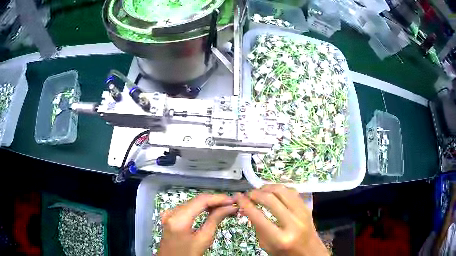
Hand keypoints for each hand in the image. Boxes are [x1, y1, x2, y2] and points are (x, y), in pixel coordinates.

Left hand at [157, 194, 237, 255]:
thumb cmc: (188, 254)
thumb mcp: (204, 239)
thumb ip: (215, 220)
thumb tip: (230, 207)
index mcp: (179, 219)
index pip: (201, 201)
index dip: (218, 198)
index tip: (232, 200)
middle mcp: (172, 212)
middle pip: (196, 200)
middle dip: (215, 201)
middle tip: (231, 203)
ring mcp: (169, 213)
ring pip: (193, 203)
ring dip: (209, 204)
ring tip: (225, 206)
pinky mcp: (170, 216)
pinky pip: (188, 208)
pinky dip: (200, 208)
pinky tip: (211, 210)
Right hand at [235, 185, 328, 255]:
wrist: (310, 253)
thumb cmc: (285, 253)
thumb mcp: (267, 246)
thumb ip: (257, 228)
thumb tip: (248, 208)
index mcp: (280, 238)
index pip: (258, 217)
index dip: (245, 204)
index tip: (238, 197)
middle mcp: (293, 223)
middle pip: (271, 199)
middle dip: (255, 193)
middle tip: (248, 194)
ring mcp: (303, 213)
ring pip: (283, 190)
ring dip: (267, 188)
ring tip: (259, 191)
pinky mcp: (307, 208)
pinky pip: (292, 191)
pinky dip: (280, 189)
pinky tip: (273, 192)